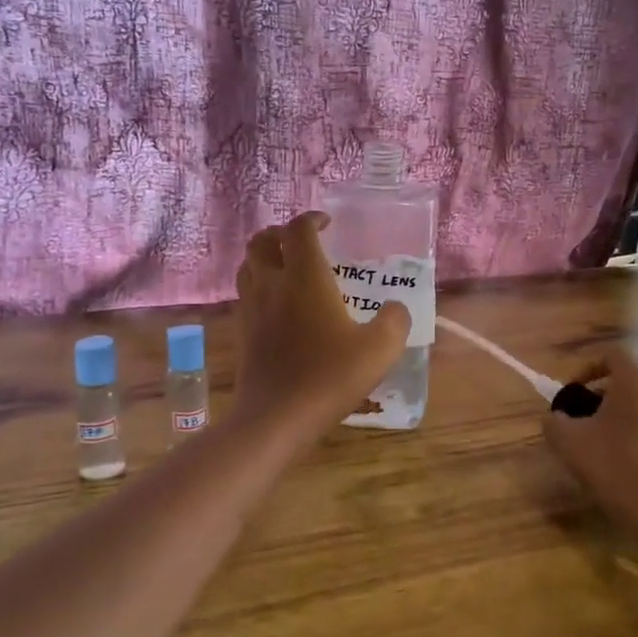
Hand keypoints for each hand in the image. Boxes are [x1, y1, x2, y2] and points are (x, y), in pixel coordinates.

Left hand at [234, 212, 410, 433]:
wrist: (276, 417)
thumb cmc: (329, 377)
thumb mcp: (379, 350)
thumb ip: (395, 322)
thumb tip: (395, 309)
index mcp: (305, 277)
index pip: (299, 229)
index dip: (312, 219)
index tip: (327, 223)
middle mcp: (272, 283)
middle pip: (262, 240)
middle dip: (281, 233)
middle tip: (303, 242)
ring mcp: (251, 308)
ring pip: (248, 265)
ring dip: (265, 257)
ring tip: (287, 268)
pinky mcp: (242, 332)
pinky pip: (245, 294)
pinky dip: (259, 286)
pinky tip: (278, 306)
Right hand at [542, 351, 637, 555]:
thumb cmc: (614, 466)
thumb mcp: (568, 443)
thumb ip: (554, 421)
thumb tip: (555, 417)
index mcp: (637, 380)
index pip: (611, 355)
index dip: (587, 368)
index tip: (573, 392)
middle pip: (631, 380)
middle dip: (606, 394)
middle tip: (586, 418)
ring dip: (627, 416)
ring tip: (608, 443)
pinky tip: (632, 463)